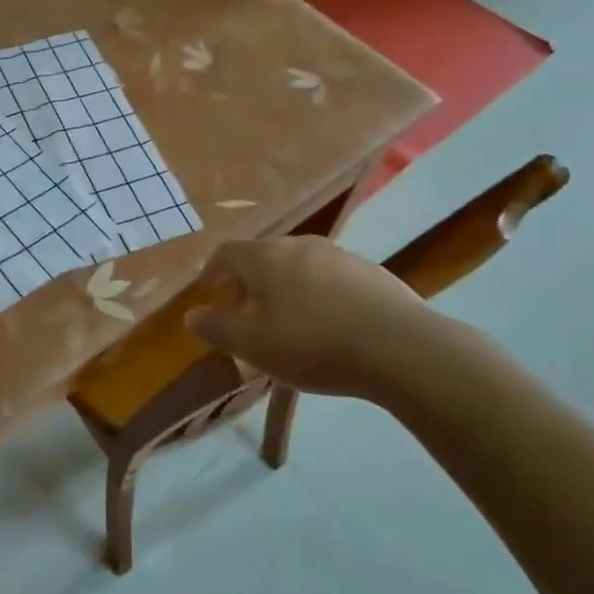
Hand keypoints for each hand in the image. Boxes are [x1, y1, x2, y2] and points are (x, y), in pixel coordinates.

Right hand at [185, 236, 475, 404]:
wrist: (401, 348)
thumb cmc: (313, 344)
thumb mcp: (253, 345)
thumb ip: (217, 327)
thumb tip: (192, 314)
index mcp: (265, 257)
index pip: (226, 252)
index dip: (212, 270)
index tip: (208, 289)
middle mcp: (300, 245)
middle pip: (264, 256)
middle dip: (250, 281)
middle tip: (247, 311)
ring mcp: (340, 255)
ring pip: (299, 266)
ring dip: (286, 287)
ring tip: (290, 321)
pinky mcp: (372, 272)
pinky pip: (331, 278)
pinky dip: (319, 295)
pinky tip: (330, 325)